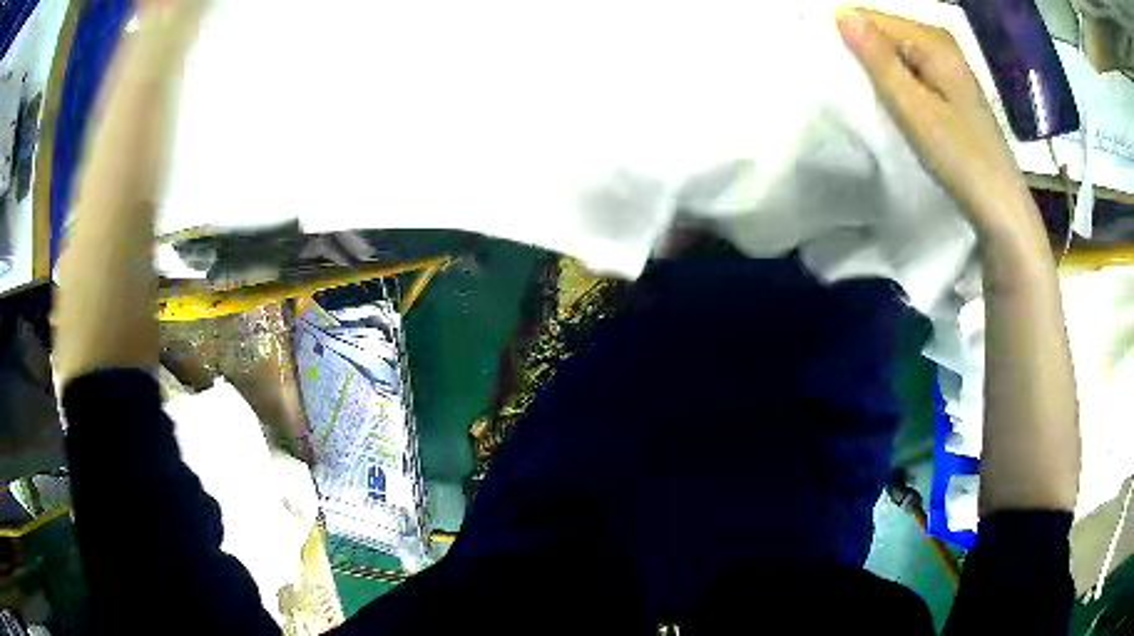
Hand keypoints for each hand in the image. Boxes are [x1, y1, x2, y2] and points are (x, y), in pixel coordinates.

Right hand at [835, 9, 1039, 242]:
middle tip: (851, 90)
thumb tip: (841, 13)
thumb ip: (879, 60)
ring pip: (897, 55)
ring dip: (879, 73)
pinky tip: (892, 107)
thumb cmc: (961, 160)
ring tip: (868, 100)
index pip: (871, 19)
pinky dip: (896, 85)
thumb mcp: (915, 109)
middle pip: (885, 34)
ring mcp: (949, 68)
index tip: (836, 72)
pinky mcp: (951, 90)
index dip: (849, 40)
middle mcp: (941, 44)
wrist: (1002, 209)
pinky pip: (911, 73)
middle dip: (863, 56)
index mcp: (933, 40)